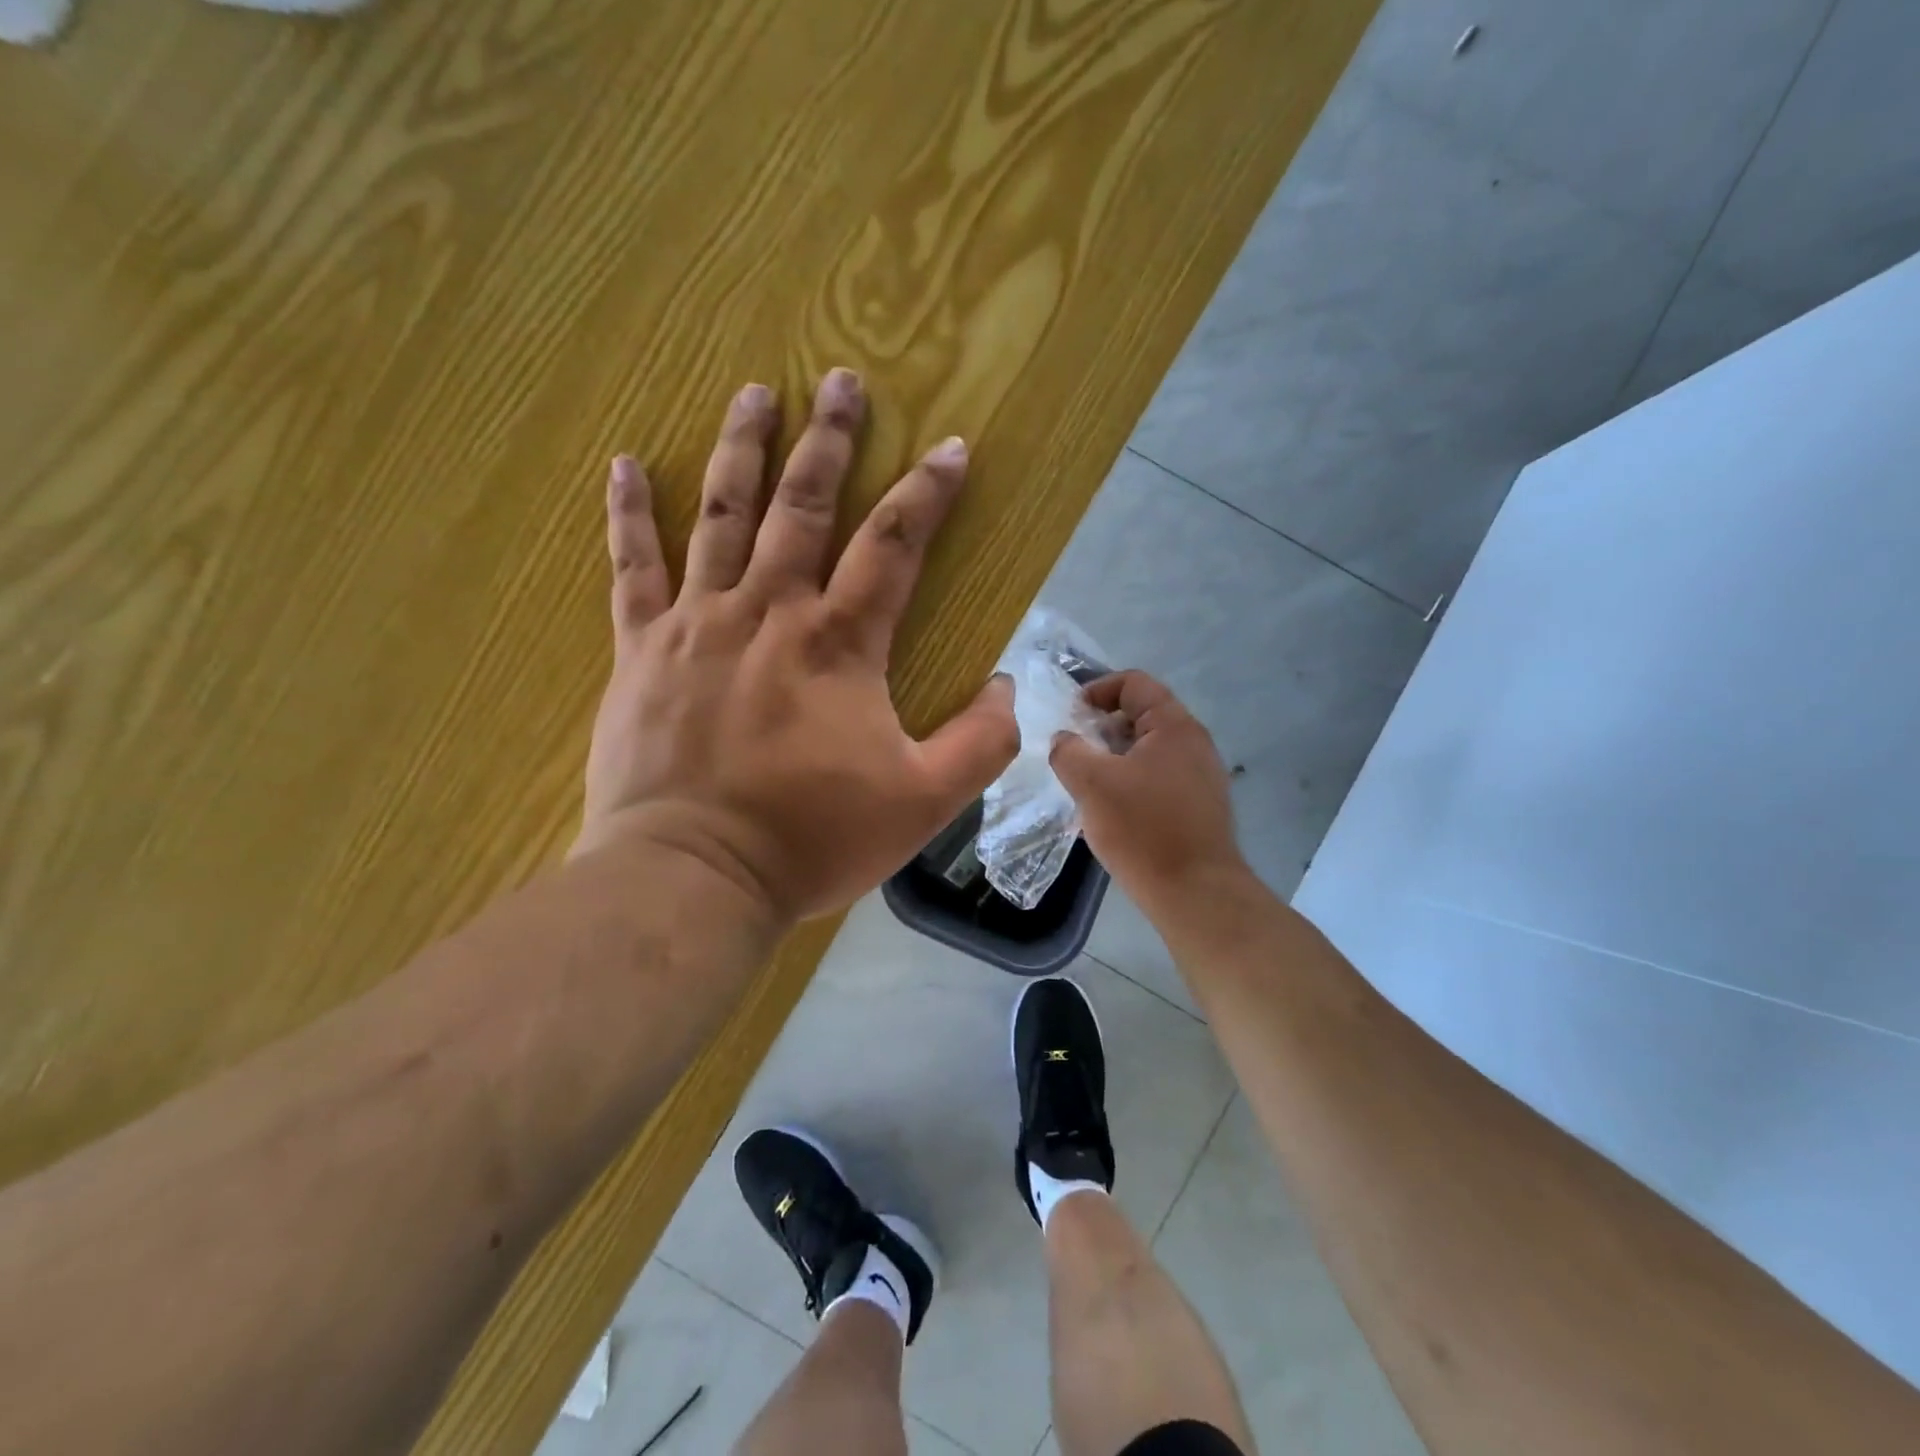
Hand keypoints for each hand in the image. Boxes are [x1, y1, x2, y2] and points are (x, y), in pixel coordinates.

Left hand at [574, 368, 1017, 920]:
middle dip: (828, 441)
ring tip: (754, 393)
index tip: (951, 447)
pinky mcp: (640, 650)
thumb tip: (1005, 687)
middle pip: (803, 506)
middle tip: (840, 381)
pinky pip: (631, 568)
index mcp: (838, 644)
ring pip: (720, 516)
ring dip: (741, 450)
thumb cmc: (813, 838)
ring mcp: (696, 624)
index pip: (893, 545)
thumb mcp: (924, 802)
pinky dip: (627, 514)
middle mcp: (768, 612)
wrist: (694, 876)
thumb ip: (980, 742)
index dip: (927, 492)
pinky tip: (624, 464)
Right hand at [1049, 671, 1246, 909]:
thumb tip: (1065, 740)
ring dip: (1114, 757)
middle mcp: (1195, 743)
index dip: (1098, 689)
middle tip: (1074, 751)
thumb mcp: (1091, 783)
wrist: (1194, 892)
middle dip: (1102, 727)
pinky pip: (1159, 778)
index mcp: (1174, 726)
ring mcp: (1202, 776)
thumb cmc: (1142, 828)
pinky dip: (1131, 780)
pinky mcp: (1200, 806)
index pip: (1134, 683)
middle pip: (1142, 715)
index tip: (1071, 714)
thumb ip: (1069, 751)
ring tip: (1087, 782)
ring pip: (1149, 750)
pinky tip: (1112, 809)